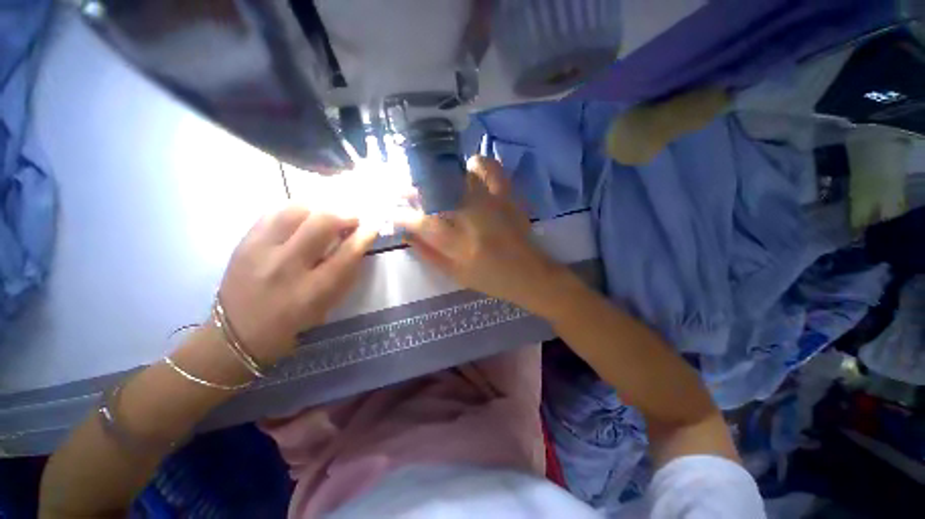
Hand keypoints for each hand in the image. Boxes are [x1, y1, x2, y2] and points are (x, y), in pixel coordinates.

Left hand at [216, 207, 377, 364]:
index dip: (364, 236)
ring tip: (326, 217)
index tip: (372, 227)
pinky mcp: (244, 242)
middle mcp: (286, 267)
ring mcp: (260, 251)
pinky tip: (302, 219)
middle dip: (344, 216)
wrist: (237, 332)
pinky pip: (273, 213)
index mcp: (312, 290)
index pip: (347, 253)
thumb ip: (345, 274)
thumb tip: (358, 243)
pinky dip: (295, 211)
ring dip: (319, 210)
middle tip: (351, 219)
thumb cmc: (292, 323)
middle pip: (322, 223)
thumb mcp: (327, 306)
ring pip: (296, 210)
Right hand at [400, 156, 570, 314]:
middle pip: (434, 193)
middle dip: (413, 190)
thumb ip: (429, 254)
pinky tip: (470, 169)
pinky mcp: (507, 196)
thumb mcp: (456, 274)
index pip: (421, 222)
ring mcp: (491, 203)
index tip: (393, 212)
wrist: (529, 275)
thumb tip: (406, 234)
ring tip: (434, 184)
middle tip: (405, 192)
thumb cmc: (491, 280)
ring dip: (440, 176)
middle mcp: (472, 218)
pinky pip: (491, 170)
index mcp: (458, 244)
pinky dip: (479, 164)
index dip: (402, 215)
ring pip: (458, 176)